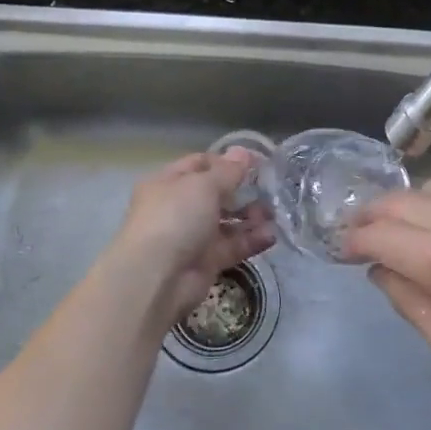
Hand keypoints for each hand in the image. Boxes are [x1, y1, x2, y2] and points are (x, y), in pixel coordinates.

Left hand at [106, 149, 275, 325]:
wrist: (156, 277)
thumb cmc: (175, 217)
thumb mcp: (203, 185)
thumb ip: (228, 171)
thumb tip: (244, 152)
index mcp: (168, 182)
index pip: (200, 164)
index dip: (227, 161)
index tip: (258, 162)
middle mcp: (178, 207)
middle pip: (216, 194)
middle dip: (243, 191)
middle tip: (271, 189)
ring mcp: (192, 236)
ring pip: (227, 222)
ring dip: (251, 216)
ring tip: (274, 214)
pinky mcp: (206, 262)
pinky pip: (232, 247)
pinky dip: (251, 241)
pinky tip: (271, 235)